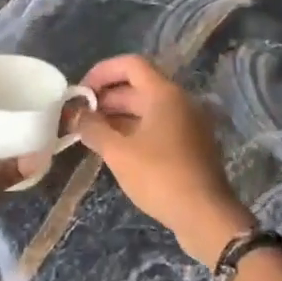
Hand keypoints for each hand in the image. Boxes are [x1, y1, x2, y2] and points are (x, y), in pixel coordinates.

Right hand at [72, 53, 255, 263]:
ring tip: (92, 133)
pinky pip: (158, 126)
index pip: (131, 64)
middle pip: (138, 87)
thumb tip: (76, 114)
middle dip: (106, 98)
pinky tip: (115, 149)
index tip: (80, 91)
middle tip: (80, 116)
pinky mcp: (191, 145)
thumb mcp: (118, 152)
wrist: (205, 216)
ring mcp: (188, 124)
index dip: (102, 71)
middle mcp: (180, 102)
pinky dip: (134, 130)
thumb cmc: (159, 177)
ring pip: (148, 109)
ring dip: (118, 116)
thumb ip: (93, 128)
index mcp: (165, 94)